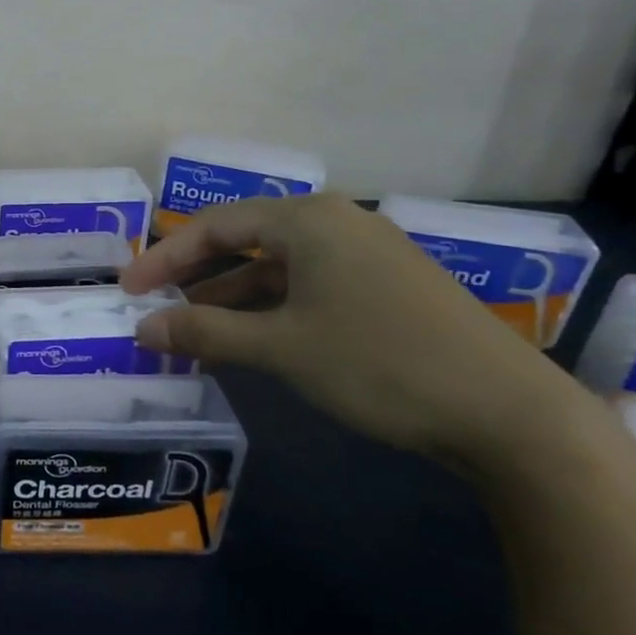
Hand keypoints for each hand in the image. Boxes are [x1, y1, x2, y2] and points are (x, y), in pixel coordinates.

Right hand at [120, 194, 600, 473]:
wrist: (508, 414)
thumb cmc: (379, 363)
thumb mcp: (281, 348)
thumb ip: (204, 331)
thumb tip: (141, 328)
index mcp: (309, 220)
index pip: (216, 227)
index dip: (164, 257)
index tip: (127, 289)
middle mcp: (337, 224)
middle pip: (245, 242)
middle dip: (195, 277)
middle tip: (154, 308)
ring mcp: (366, 255)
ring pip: (277, 269)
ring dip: (231, 299)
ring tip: (192, 333)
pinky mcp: (385, 288)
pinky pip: (307, 287)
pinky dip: (270, 310)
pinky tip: (248, 341)